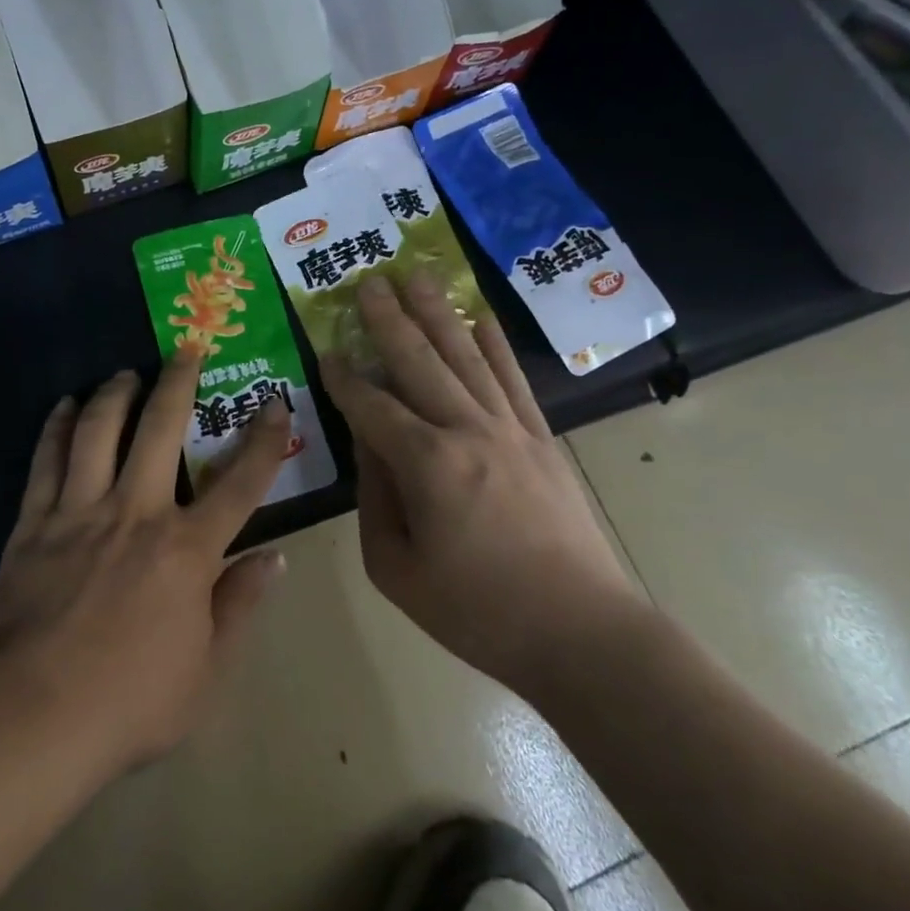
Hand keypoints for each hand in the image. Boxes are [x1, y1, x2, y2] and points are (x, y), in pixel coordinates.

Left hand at [0, 347, 290, 771]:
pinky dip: (58, 427)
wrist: (30, 718)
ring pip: (100, 430)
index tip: (275, 402)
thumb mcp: (207, 672)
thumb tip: (275, 558)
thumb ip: (241, 607)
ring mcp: (81, 511)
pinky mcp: (34, 522)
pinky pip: (47, 460)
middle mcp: (137, 513)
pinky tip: (65, 406)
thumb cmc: (129, 703)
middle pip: (162, 429)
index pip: (241, 483)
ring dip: (116, 393)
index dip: (265, 440)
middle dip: (179, 382)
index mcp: (187, 550)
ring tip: (125, 373)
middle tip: (186, 347)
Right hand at [319, 272, 644, 698]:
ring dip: (437, 313)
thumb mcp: (397, 569)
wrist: (583, 634)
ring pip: (465, 357)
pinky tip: (479, 317)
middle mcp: (467, 431)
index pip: (372, 407)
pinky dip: (494, 345)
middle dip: (389, 319)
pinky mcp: (542, 439)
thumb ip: (374, 498)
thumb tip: (368, 443)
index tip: (326, 350)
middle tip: (369, 280)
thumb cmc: (478, 613)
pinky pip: (513, 379)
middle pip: (419, 361)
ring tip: (417, 276)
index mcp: (427, 465)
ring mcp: (510, 429)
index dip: (344, 379)